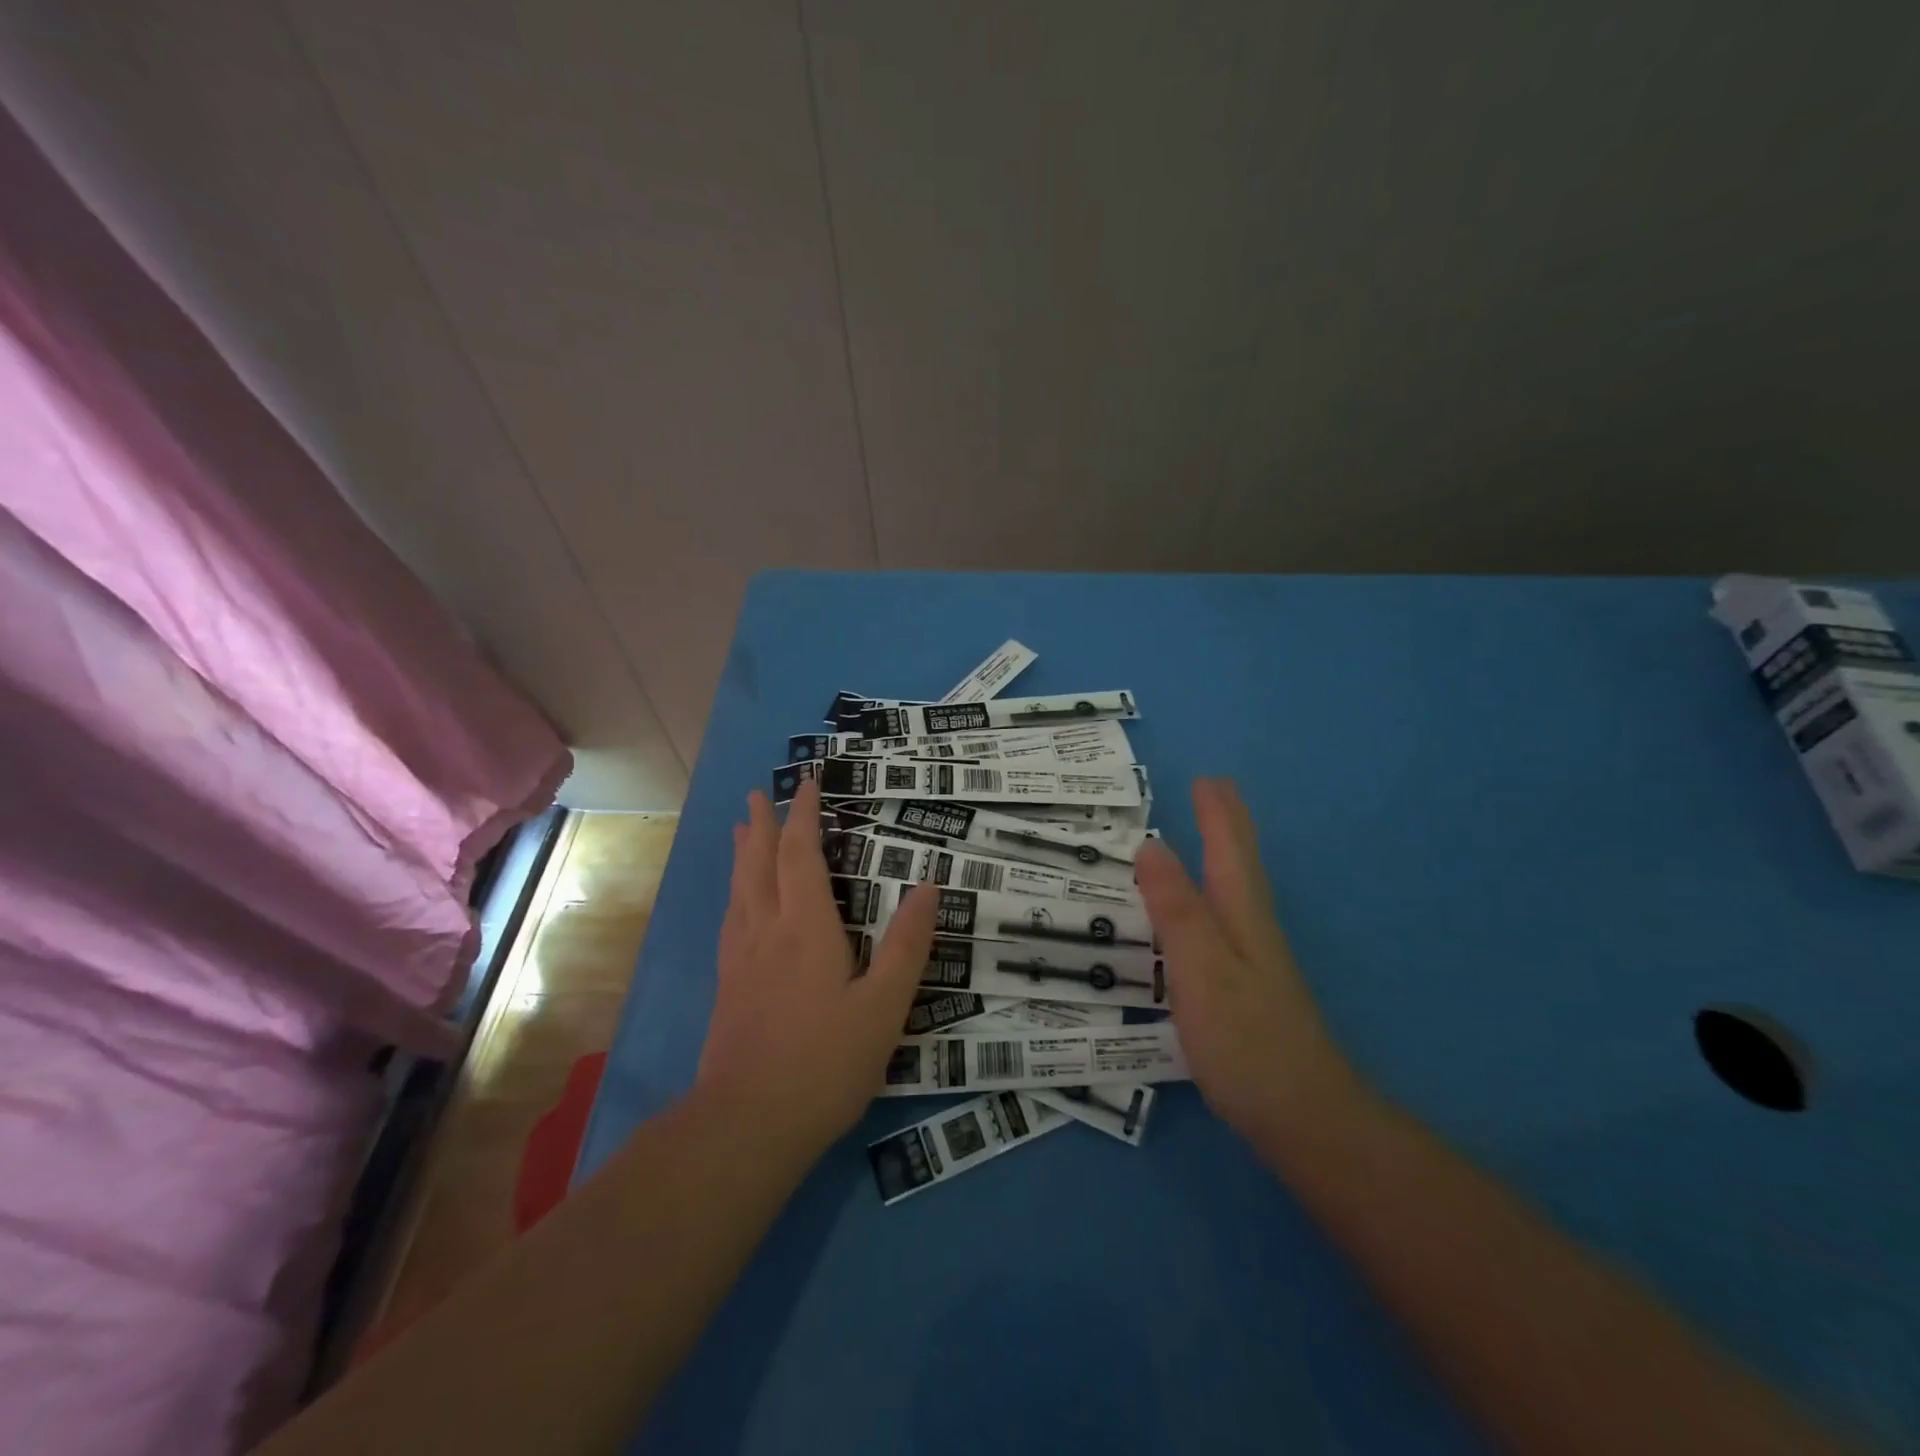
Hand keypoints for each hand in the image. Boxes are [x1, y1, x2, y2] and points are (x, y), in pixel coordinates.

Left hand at [696, 781, 939, 1159]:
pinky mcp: (727, 985)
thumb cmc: (824, 1062)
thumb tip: (928, 886)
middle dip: (761, 825)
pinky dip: (736, 892)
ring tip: (740, 830)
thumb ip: (906, 946)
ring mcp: (740, 958)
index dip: (803, 817)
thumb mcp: (884, 1007)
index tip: (805, 784)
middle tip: (758, 794)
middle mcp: (766, 930)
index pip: (800, 855)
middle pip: (759, 863)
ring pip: (739, 889)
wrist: (747, 1123)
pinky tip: (737, 903)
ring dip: (743, 853)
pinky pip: (731, 918)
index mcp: (806, 927)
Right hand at [1135, 778, 1356, 1147]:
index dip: (1217, 813)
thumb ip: (1175, 907)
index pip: (1229, 849)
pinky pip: (1224, 921)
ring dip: (1223, 855)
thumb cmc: (1245, 1036)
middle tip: (1214, 791)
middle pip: (1240, 864)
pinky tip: (1203, 913)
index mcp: (1241, 914)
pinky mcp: (1247, 990)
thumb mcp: (1200, 965)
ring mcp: (1254, 961)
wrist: (1302, 1116)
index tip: (1206, 778)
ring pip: (1236, 891)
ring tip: (1207, 836)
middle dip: (1227, 825)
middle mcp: (1252, 928)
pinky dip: (1213, 896)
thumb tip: (1151, 845)